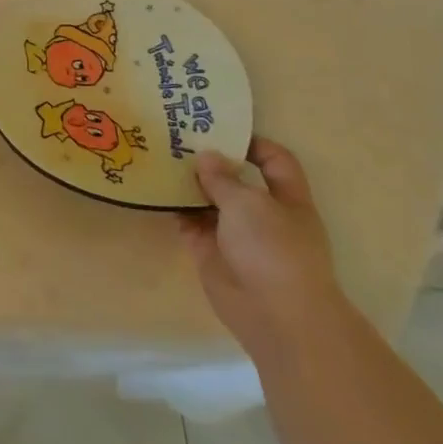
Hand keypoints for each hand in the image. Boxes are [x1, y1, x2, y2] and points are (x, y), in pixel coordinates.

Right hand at [179, 137, 347, 361]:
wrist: (275, 314)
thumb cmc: (273, 249)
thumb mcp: (249, 202)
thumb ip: (223, 177)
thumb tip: (206, 157)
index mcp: (288, 200)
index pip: (276, 161)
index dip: (252, 143)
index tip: (219, 129)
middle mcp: (263, 215)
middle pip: (237, 180)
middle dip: (211, 161)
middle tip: (177, 139)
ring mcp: (236, 236)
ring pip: (210, 202)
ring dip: (188, 184)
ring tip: (158, 158)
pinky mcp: (211, 253)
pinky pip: (189, 224)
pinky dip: (175, 209)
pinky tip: (154, 191)